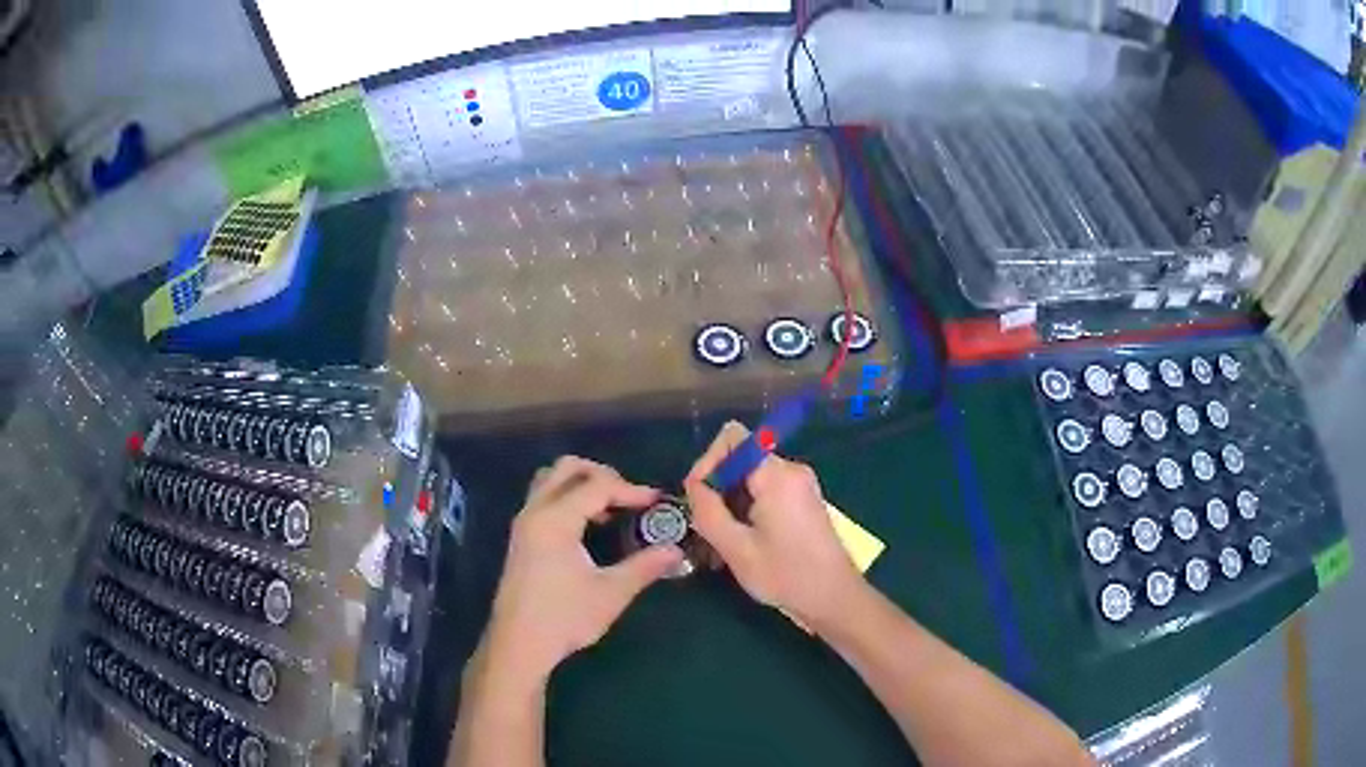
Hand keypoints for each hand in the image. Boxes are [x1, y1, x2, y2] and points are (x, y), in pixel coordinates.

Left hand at [481, 457, 684, 681]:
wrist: (518, 644)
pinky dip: (567, 498)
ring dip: (581, 484)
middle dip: (602, 475)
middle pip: (567, 468)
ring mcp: (523, 523)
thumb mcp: (611, 593)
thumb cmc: (564, 618)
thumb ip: (644, 566)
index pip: (597, 486)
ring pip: (551, 480)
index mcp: (555, 519)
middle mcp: (535, 511)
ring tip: (608, 509)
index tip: (657, 503)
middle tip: (629, 497)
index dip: (631, 490)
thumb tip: (675, 550)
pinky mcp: (521, 537)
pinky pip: (544, 498)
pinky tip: (587, 528)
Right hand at [684, 422, 862, 630]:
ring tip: (719, 545)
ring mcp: (800, 486)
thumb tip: (694, 486)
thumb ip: (708, 511)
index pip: (733, 438)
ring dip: (730, 506)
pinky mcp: (802, 502)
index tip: (698, 498)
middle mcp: (791, 471)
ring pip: (750, 480)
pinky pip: (765, 493)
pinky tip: (740, 545)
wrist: (834, 599)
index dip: (708, 461)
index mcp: (777, 475)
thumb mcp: (736, 548)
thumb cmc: (786, 575)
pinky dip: (747, 512)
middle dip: (717, 490)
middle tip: (705, 529)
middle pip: (740, 460)